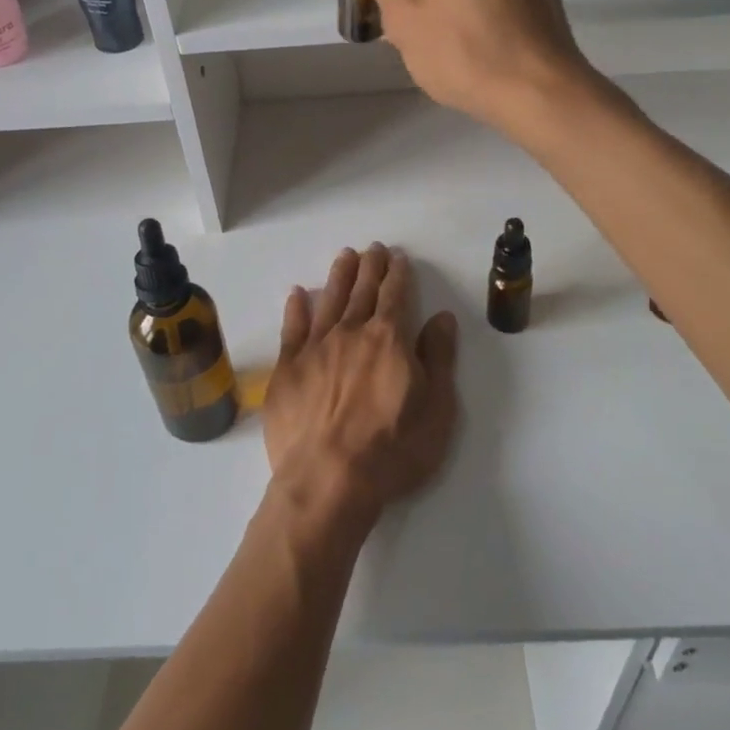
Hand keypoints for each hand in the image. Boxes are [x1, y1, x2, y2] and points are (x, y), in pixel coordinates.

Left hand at [263, 244, 458, 534]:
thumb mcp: (436, 410)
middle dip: (370, 266)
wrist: (328, 480)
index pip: (395, 295)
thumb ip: (438, 359)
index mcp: (389, 339)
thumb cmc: (392, 451)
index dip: (398, 274)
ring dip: (338, 276)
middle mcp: (351, 332)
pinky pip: (292, 328)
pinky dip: (296, 308)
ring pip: (329, 300)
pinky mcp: (287, 367)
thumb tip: (441, 317)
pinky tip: (298, 293)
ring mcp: (315, 347)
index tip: (397, 257)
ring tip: (344, 256)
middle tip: (372, 248)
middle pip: (362, 290)